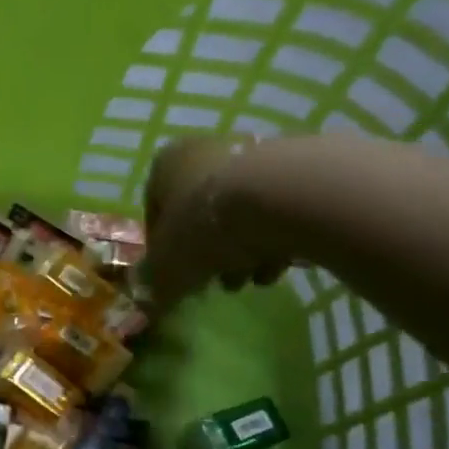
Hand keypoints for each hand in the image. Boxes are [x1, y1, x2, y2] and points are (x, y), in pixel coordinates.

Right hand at [144, 135, 293, 308]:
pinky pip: (274, 210)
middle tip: (217, 282)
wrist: (281, 198)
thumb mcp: (167, 269)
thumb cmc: (204, 228)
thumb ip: (157, 283)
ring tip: (252, 279)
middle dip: (208, 253)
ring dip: (242, 251)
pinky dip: (274, 239)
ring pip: (238, 215)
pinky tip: (280, 265)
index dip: (163, 253)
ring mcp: (252, 154)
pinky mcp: (294, 167)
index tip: (176, 278)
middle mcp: (205, 151)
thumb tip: (155, 298)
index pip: (155, 214)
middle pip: (200, 214)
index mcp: (165, 166)